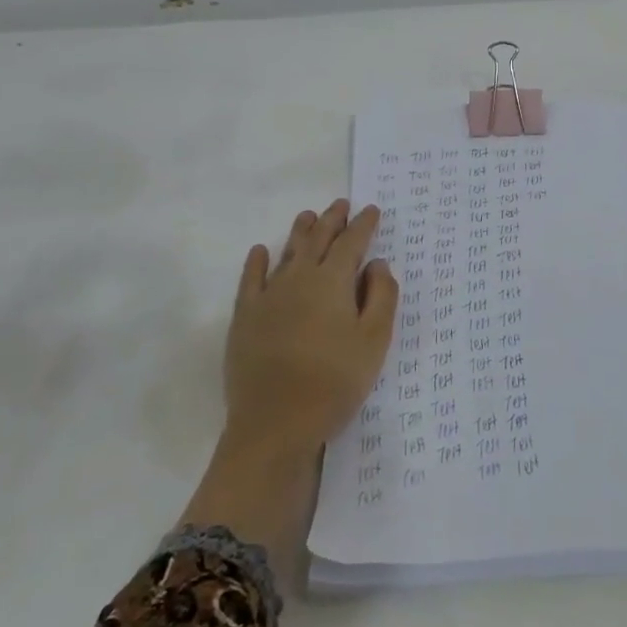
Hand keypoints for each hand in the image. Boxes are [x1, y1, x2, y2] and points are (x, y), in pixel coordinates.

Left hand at [222, 199, 397, 457]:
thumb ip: (382, 296)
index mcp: (333, 281)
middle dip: (332, 220)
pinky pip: (250, 279)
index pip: (352, 242)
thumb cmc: (335, 381)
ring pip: (287, 252)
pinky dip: (257, 261)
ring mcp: (268, 296)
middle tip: (341, 204)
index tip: (371, 210)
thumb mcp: (374, 340)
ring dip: (300, 232)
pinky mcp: (245, 317)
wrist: (276, 423)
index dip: (363, 224)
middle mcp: (299, 278)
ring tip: (308, 216)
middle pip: (318, 240)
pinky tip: (260, 251)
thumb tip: (377, 263)